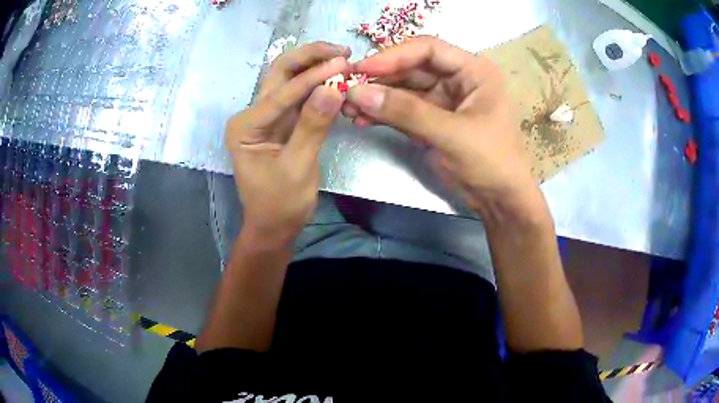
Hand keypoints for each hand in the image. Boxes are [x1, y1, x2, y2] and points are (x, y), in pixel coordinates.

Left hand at [225, 42, 349, 245]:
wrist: (274, 225)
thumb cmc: (279, 204)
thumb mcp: (296, 168)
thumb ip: (312, 127)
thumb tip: (333, 88)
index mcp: (245, 126)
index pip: (281, 93)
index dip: (313, 77)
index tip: (345, 64)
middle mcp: (252, 114)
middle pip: (279, 73)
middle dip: (309, 58)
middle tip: (342, 51)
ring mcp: (267, 115)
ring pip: (289, 79)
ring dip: (315, 66)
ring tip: (344, 58)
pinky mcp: (282, 121)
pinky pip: (300, 96)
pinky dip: (319, 84)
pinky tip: (337, 77)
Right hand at [346, 37, 541, 223]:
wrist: (500, 201)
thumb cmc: (490, 161)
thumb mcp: (450, 134)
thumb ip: (405, 111)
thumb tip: (356, 92)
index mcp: (473, 71)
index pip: (428, 50)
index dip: (394, 55)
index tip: (362, 69)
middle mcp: (457, 79)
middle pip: (411, 68)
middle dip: (380, 79)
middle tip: (346, 89)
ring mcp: (443, 100)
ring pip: (404, 90)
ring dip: (377, 97)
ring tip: (348, 108)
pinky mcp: (432, 121)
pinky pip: (403, 111)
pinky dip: (383, 114)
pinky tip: (361, 119)